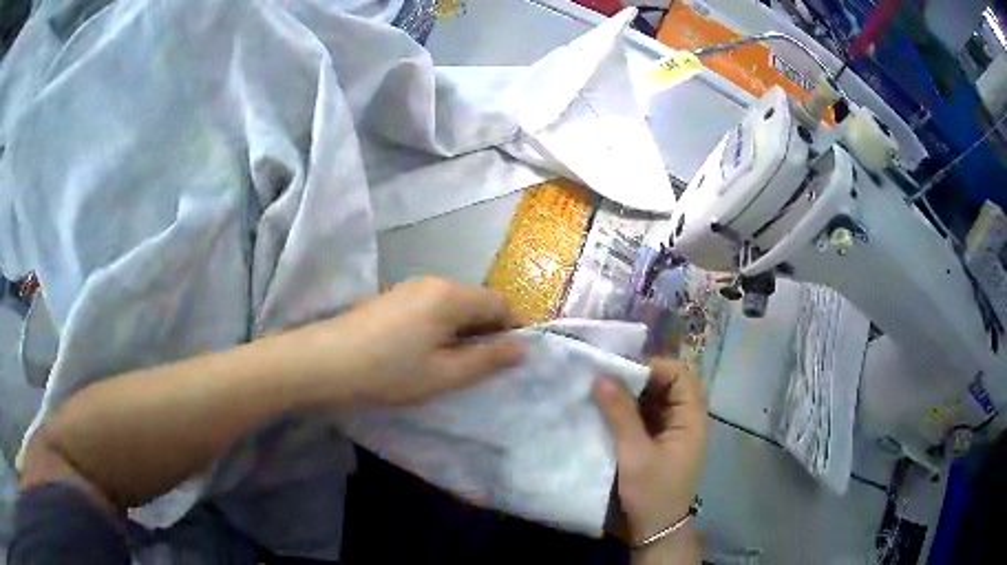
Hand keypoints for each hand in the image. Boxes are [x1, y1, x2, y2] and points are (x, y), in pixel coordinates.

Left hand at [294, 276, 526, 405]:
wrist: (325, 362)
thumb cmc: (390, 371)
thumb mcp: (445, 374)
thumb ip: (487, 359)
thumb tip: (523, 347)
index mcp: (451, 295)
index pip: (500, 303)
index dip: (512, 329)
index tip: (509, 360)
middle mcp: (433, 282)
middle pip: (476, 301)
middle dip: (486, 331)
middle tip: (480, 367)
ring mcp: (409, 288)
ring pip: (453, 305)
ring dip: (462, 330)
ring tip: (452, 364)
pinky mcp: (392, 298)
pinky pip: (431, 307)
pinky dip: (440, 327)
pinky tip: (424, 352)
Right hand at [594, 359, 707, 544]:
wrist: (655, 531)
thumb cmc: (652, 493)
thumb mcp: (635, 454)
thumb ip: (620, 415)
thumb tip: (602, 376)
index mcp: (691, 418)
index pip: (680, 375)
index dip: (653, 367)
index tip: (619, 370)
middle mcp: (684, 419)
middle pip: (666, 384)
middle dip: (637, 378)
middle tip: (605, 376)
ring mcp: (671, 431)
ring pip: (653, 399)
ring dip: (630, 393)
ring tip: (600, 389)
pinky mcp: (657, 442)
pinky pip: (644, 416)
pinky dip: (626, 410)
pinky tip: (605, 410)